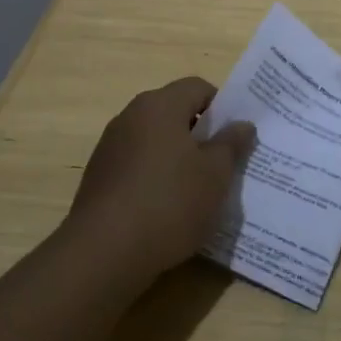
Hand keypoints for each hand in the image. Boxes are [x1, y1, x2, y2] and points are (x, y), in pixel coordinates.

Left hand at [66, 77, 255, 282]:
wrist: (103, 252)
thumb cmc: (169, 203)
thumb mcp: (215, 175)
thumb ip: (231, 144)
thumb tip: (242, 124)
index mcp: (160, 105)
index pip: (198, 87)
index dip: (222, 107)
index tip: (235, 138)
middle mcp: (131, 116)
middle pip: (174, 112)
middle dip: (200, 134)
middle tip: (222, 165)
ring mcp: (110, 146)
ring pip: (155, 140)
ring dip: (177, 157)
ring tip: (196, 191)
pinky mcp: (99, 176)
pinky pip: (137, 164)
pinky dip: (155, 177)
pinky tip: (166, 209)